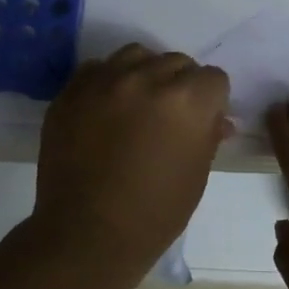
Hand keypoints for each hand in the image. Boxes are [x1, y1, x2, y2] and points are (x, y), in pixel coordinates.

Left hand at [34, 43, 231, 271]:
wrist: (86, 234)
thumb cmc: (154, 213)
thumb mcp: (196, 175)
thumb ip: (207, 136)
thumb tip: (217, 119)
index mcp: (186, 100)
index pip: (214, 78)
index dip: (213, 101)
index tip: (203, 121)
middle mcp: (146, 79)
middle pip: (176, 62)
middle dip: (181, 85)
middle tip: (171, 117)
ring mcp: (104, 82)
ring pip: (136, 55)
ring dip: (145, 73)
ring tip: (138, 103)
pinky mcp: (71, 91)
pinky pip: (97, 69)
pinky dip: (108, 81)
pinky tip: (106, 109)